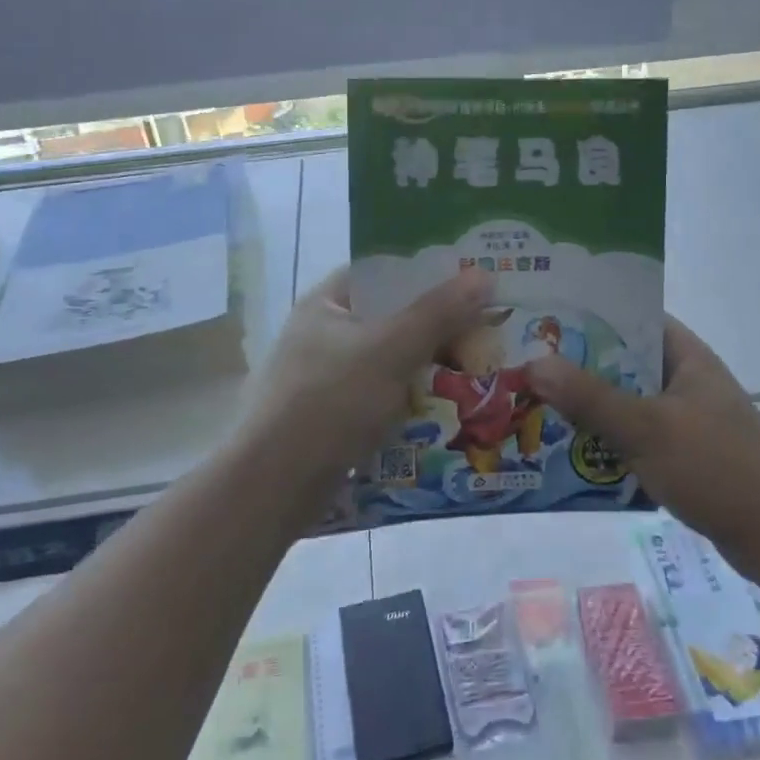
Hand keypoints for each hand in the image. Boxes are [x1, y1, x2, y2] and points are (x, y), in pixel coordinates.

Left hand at [232, 266, 494, 518]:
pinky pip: (381, 399)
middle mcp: (323, 335)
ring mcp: (325, 379)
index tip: (471, 282)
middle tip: (487, 333)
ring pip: (389, 363)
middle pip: (390, 319)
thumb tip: (483, 275)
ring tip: (477, 373)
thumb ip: (437, 313)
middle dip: (437, 329)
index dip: (426, 273)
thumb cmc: (329, 402)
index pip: (382, 273)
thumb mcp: (390, 350)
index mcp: (326, 304)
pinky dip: (410, 403)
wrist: (272, 486)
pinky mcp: (331, 418)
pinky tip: (445, 412)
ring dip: (428, 369)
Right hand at [525, 318, 759, 551]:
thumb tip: (533, 364)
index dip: (588, 314)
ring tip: (536, 405)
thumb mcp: (647, 429)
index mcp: (686, 356)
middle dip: (577, 366)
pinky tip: (570, 450)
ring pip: (626, 401)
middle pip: (622, 362)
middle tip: (525, 367)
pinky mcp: (684, 452)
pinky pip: (635, 434)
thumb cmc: (716, 468)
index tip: (541, 319)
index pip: (632, 317)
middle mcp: (686, 379)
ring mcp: (686, 417)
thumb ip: (590, 397)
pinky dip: (607, 438)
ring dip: (588, 406)